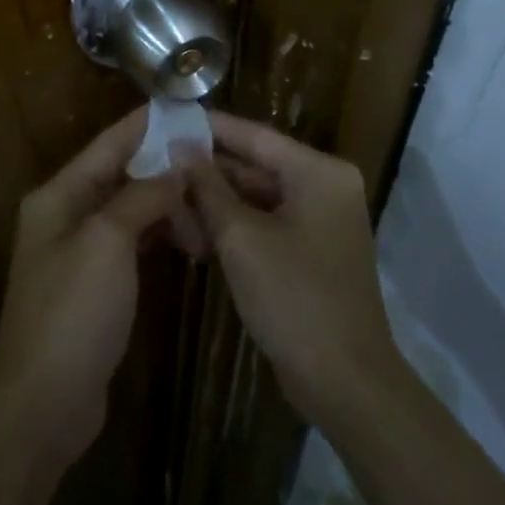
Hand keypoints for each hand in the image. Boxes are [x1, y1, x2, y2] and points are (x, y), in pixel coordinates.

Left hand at [0, 110, 183, 462]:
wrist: (42, 405)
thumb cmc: (72, 313)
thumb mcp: (108, 242)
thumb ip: (142, 196)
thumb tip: (176, 167)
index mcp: (59, 195)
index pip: (110, 143)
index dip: (147, 124)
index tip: (189, 109)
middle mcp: (66, 214)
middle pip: (122, 174)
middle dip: (166, 167)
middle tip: (216, 165)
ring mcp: (80, 251)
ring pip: (132, 209)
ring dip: (167, 203)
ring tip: (211, 208)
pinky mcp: (96, 284)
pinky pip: (133, 241)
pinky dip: (160, 233)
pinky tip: (190, 238)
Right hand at [187, 113, 403, 427]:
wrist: (346, 385)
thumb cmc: (294, 299)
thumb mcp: (241, 237)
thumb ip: (209, 188)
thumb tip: (180, 146)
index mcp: (319, 173)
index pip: (255, 136)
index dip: (210, 127)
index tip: (168, 119)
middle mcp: (326, 187)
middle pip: (256, 166)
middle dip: (209, 172)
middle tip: (159, 166)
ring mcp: (322, 221)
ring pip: (259, 197)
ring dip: (217, 203)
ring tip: (169, 202)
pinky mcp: (313, 251)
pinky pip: (268, 223)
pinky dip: (236, 227)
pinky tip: (196, 235)